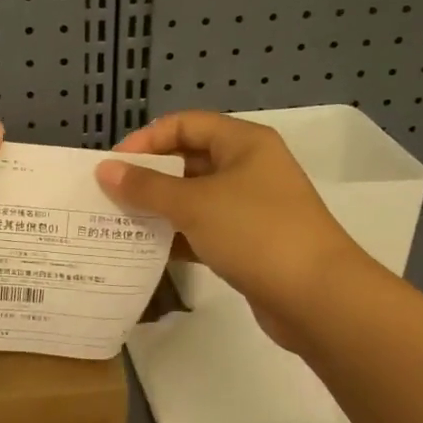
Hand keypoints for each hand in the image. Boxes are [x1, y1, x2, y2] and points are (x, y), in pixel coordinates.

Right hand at [94, 113, 372, 352]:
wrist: (318, 298)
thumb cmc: (255, 233)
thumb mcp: (194, 204)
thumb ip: (146, 187)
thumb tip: (104, 170)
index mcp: (243, 143)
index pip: (184, 124)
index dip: (146, 140)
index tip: (112, 166)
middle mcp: (249, 168)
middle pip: (188, 160)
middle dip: (148, 177)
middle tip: (109, 197)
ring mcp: (251, 207)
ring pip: (194, 198)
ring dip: (159, 209)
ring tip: (118, 224)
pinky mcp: (249, 242)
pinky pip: (204, 229)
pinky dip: (177, 236)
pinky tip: (146, 250)